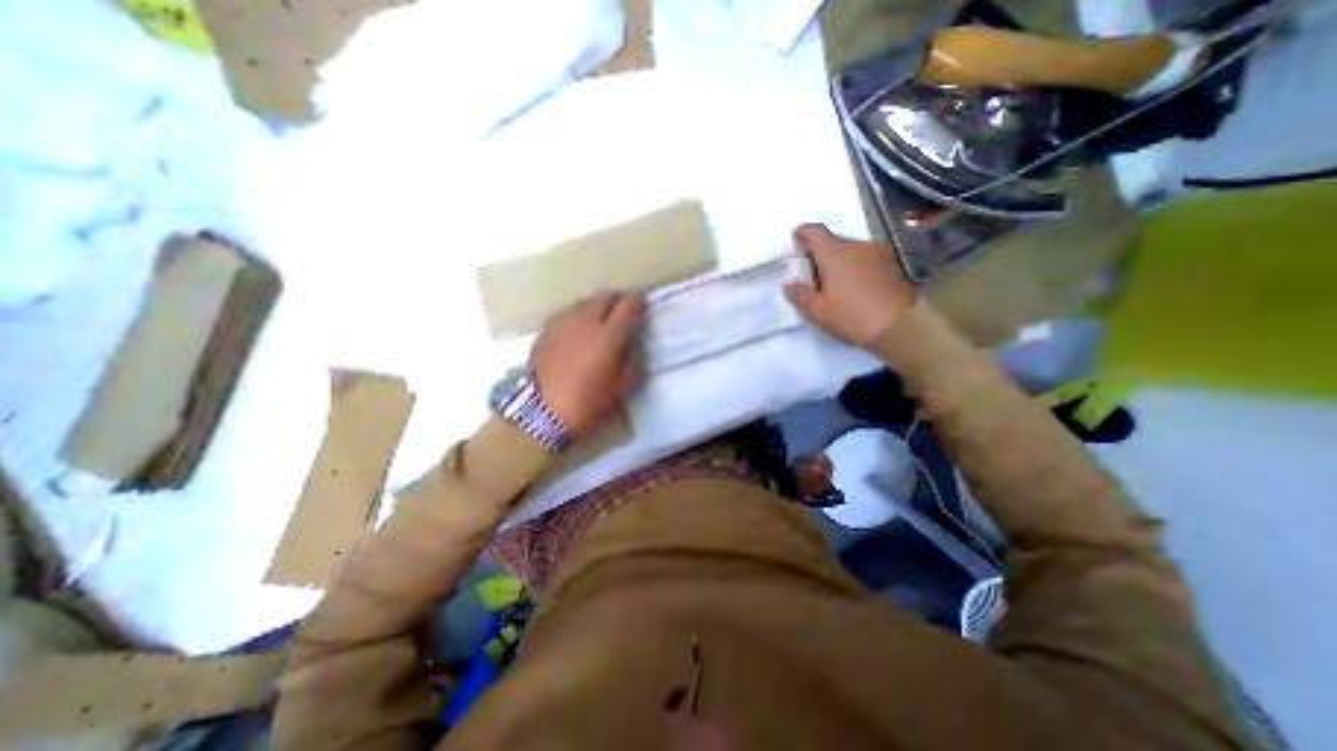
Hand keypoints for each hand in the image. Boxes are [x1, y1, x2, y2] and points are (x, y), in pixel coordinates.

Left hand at [530, 291, 644, 436]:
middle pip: (604, 297)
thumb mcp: (622, 386)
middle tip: (621, 313)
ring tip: (599, 322)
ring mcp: (563, 323)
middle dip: (616, 301)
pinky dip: (578, 318)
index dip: (638, 302)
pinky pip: (567, 314)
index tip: (642, 305)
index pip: (628, 305)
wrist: (544, 413)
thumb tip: (636, 343)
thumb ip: (634, 360)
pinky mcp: (546, 330)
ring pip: (584, 303)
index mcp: (609, 335)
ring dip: (596, 308)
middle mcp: (586, 321)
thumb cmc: (589, 402)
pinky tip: (577, 333)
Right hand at [785, 223, 919, 348]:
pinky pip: (863, 257)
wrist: (900, 326)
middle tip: (810, 276)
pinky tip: (852, 287)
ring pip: (848, 249)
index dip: (801, 235)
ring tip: (832, 285)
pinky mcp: (889, 263)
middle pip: (830, 239)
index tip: (795, 250)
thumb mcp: (817, 311)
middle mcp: (855, 245)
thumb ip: (799, 294)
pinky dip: (853, 266)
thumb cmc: (852, 316)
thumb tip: (789, 284)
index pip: (813, 230)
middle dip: (817, 252)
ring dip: (836, 260)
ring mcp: (875, 252)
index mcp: (833, 252)